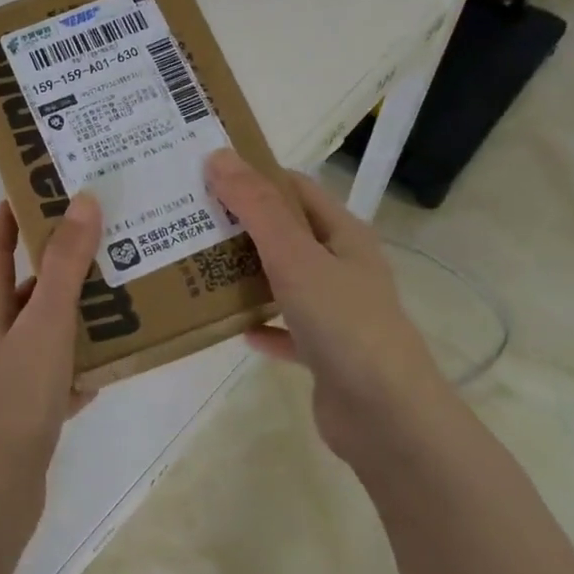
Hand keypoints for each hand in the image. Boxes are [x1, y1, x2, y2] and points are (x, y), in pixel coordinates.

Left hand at [0, 193, 103, 487]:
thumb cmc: (15, 393)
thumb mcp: (45, 321)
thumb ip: (65, 264)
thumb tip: (82, 200)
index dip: (13, 213)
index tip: (44, 185)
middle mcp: (0, 331)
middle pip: (34, 283)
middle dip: (66, 258)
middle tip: (112, 233)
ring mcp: (17, 370)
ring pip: (55, 326)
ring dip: (86, 308)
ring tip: (131, 285)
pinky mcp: (36, 404)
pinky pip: (69, 368)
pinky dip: (92, 358)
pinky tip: (127, 352)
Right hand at [204, 149, 444, 469]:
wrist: (385, 417)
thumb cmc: (343, 323)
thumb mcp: (295, 256)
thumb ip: (257, 207)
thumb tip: (219, 156)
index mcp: (343, 234)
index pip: (294, 188)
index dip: (254, 175)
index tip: (206, 172)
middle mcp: (342, 266)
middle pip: (286, 233)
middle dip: (241, 225)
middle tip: (188, 218)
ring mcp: (336, 311)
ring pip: (283, 280)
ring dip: (246, 275)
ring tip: (196, 267)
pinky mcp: (325, 352)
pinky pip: (285, 329)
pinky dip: (261, 325)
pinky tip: (233, 328)